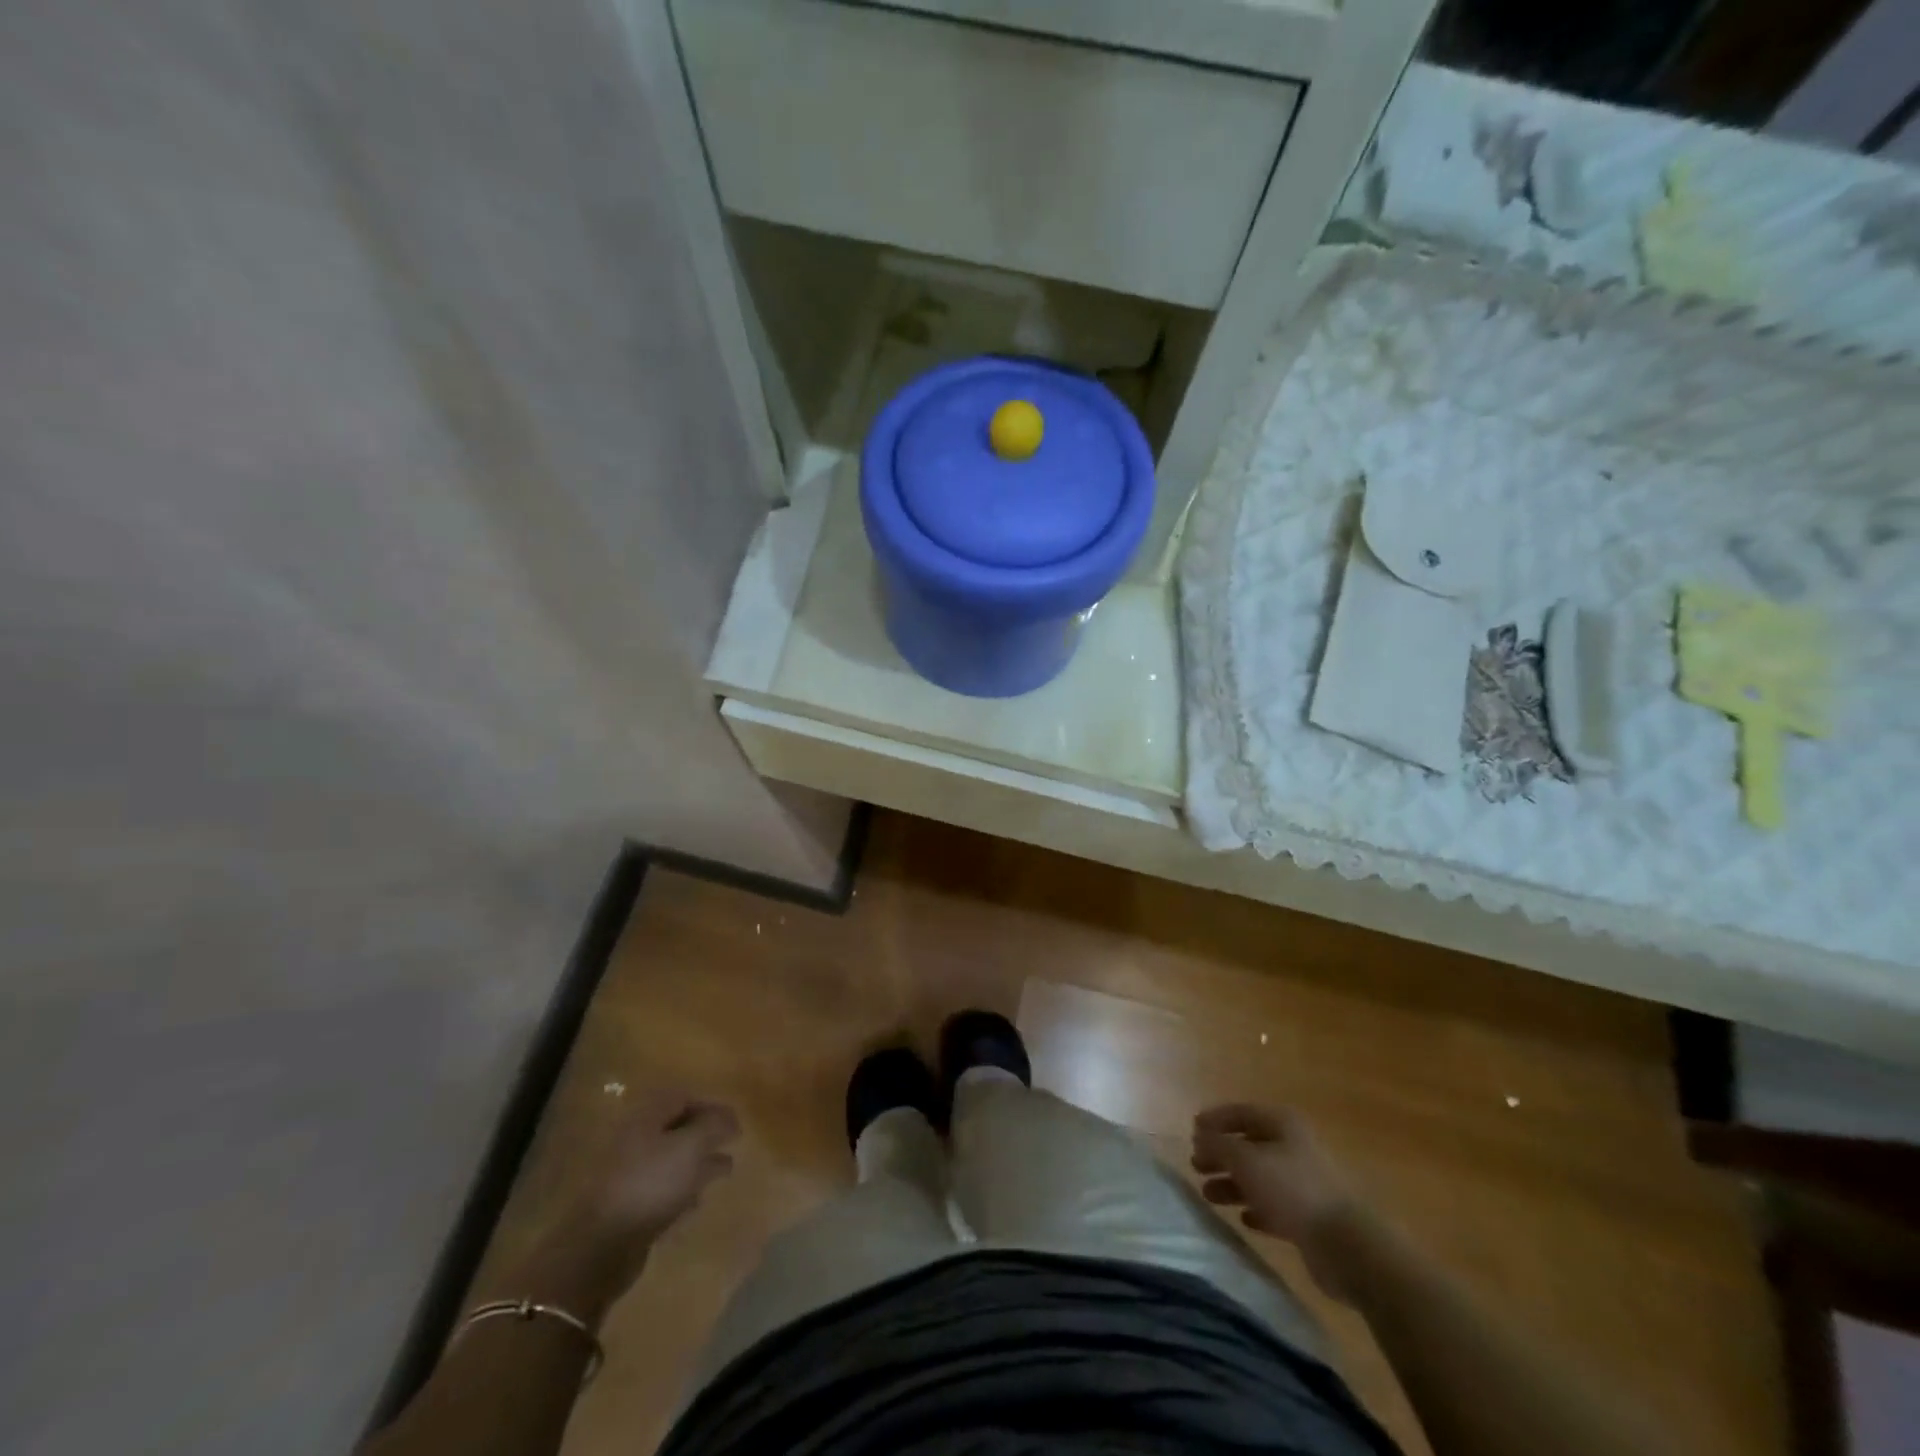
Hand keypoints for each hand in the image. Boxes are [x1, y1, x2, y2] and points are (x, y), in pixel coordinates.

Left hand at [511, 1090, 739, 1324]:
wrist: (603, 1245)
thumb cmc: (651, 1183)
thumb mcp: (691, 1146)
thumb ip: (714, 1125)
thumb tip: (730, 1118)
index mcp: (646, 1118)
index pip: (682, 1098)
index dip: (710, 1106)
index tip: (734, 1122)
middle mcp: (635, 1141)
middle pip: (675, 1129)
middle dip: (705, 1135)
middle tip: (732, 1143)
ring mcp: (629, 1176)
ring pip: (670, 1161)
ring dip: (697, 1163)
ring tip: (724, 1170)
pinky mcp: (628, 1208)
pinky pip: (661, 1190)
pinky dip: (682, 1191)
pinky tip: (697, 1201)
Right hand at [1191, 1104, 1363, 1299]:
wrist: (1346, 1244)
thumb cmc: (1292, 1189)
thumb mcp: (1246, 1160)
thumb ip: (1218, 1145)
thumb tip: (1200, 1135)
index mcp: (1282, 1124)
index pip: (1241, 1112)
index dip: (1215, 1120)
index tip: (1192, 1131)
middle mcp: (1293, 1147)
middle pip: (1249, 1145)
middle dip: (1221, 1155)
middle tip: (1196, 1166)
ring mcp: (1303, 1182)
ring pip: (1259, 1177)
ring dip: (1233, 1184)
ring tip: (1209, 1195)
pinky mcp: (1309, 1216)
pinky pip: (1274, 1206)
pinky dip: (1256, 1209)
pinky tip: (1242, 1219)